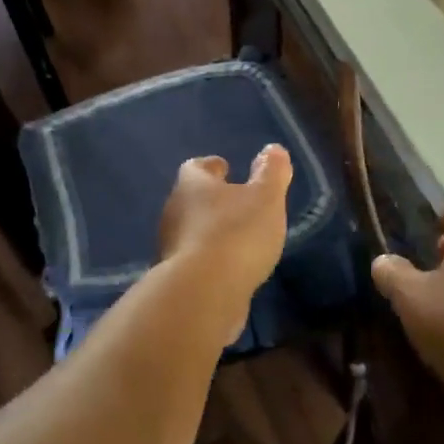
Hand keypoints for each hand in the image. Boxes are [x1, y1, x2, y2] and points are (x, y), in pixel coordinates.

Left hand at [158, 146, 292, 345]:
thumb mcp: (266, 198)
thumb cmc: (236, 234)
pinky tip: (228, 270)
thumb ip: (271, 172)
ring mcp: (170, 248)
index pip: (197, 167)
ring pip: (190, 231)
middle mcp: (174, 212)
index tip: (225, 167)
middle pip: (191, 199)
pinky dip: (209, 261)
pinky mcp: (175, 279)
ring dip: (209, 232)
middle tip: (234, 204)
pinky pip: (193, 262)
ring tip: (236, 239)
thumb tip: (273, 149)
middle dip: (211, 201)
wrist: (202, 294)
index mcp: (192, 186)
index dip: (212, 166)